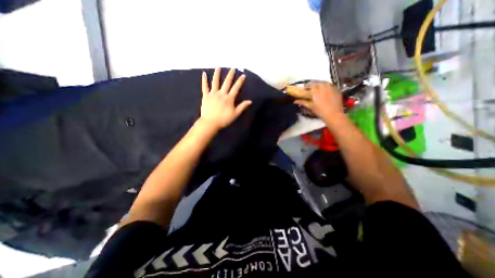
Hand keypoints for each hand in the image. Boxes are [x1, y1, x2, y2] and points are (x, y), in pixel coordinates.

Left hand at [199, 67, 251, 130]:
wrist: (210, 123)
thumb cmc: (224, 119)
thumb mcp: (235, 114)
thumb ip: (242, 107)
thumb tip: (250, 101)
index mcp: (229, 98)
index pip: (236, 88)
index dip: (240, 81)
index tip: (243, 75)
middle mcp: (221, 93)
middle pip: (226, 82)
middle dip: (230, 75)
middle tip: (232, 68)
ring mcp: (213, 94)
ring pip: (215, 82)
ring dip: (217, 73)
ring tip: (219, 66)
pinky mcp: (206, 96)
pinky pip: (205, 86)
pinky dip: (204, 80)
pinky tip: (203, 73)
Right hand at [293, 82, 344, 120]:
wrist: (333, 114)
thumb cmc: (320, 111)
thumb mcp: (310, 106)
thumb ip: (303, 102)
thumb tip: (295, 101)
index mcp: (316, 91)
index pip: (310, 84)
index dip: (307, 85)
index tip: (305, 88)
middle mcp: (323, 87)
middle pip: (317, 82)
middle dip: (313, 84)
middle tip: (311, 88)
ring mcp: (331, 87)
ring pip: (324, 82)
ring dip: (320, 84)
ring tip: (318, 88)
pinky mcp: (337, 89)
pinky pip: (331, 85)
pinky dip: (327, 86)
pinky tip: (326, 90)